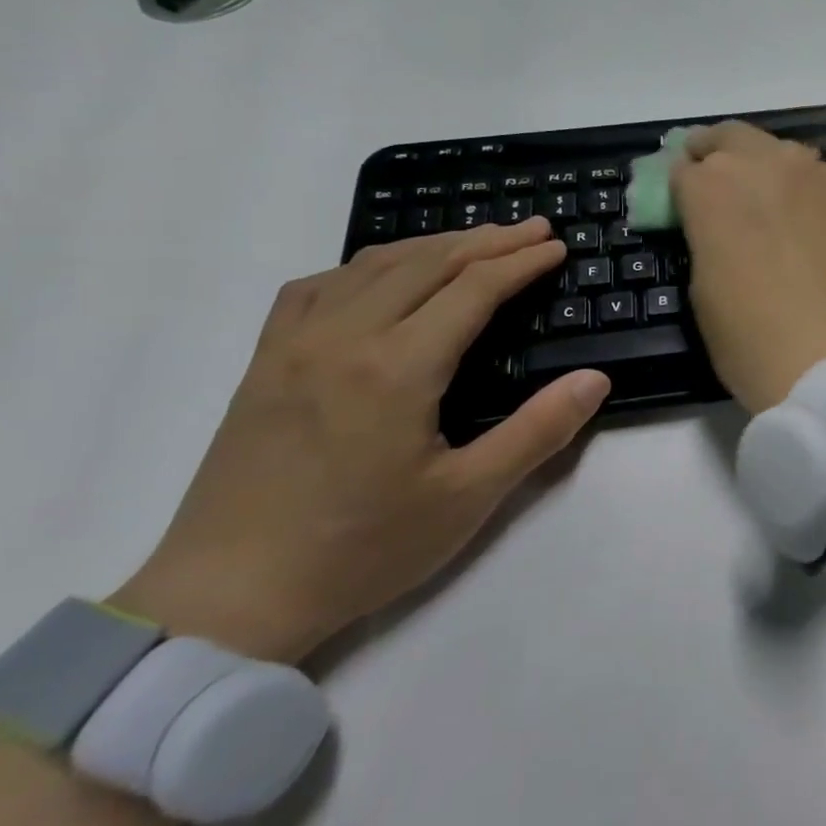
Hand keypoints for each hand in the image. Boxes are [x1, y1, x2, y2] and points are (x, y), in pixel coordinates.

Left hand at [112, 218, 610, 663]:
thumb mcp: (469, 497)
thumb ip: (538, 431)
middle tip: (534, 229)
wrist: (230, 596)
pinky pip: (318, 287)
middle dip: (487, 240)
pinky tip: (383, 277)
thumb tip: (595, 379)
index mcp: (397, 368)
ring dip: (433, 246)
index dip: (521, 263)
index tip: (558, 247)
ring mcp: (294, 345)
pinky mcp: (265, 363)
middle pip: (426, 263)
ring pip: (372, 266)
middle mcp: (343, 337)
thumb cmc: (363, 548)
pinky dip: (367, 267)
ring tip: (477, 242)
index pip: (473, 289)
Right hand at [670, 121, 825, 412]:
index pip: (680, 169)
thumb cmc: (758, 343)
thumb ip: (704, 240)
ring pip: (778, 151)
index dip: (678, 189)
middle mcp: (764, 163)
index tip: (682, 207)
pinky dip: (804, 187)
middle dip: (715, 156)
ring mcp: (816, 174)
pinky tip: (808, 219)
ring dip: (762, 166)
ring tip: (765, 204)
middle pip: (729, 139)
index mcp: (712, 187)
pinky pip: (818, 176)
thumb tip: (712, 225)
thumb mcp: (704, 294)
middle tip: (716, 186)